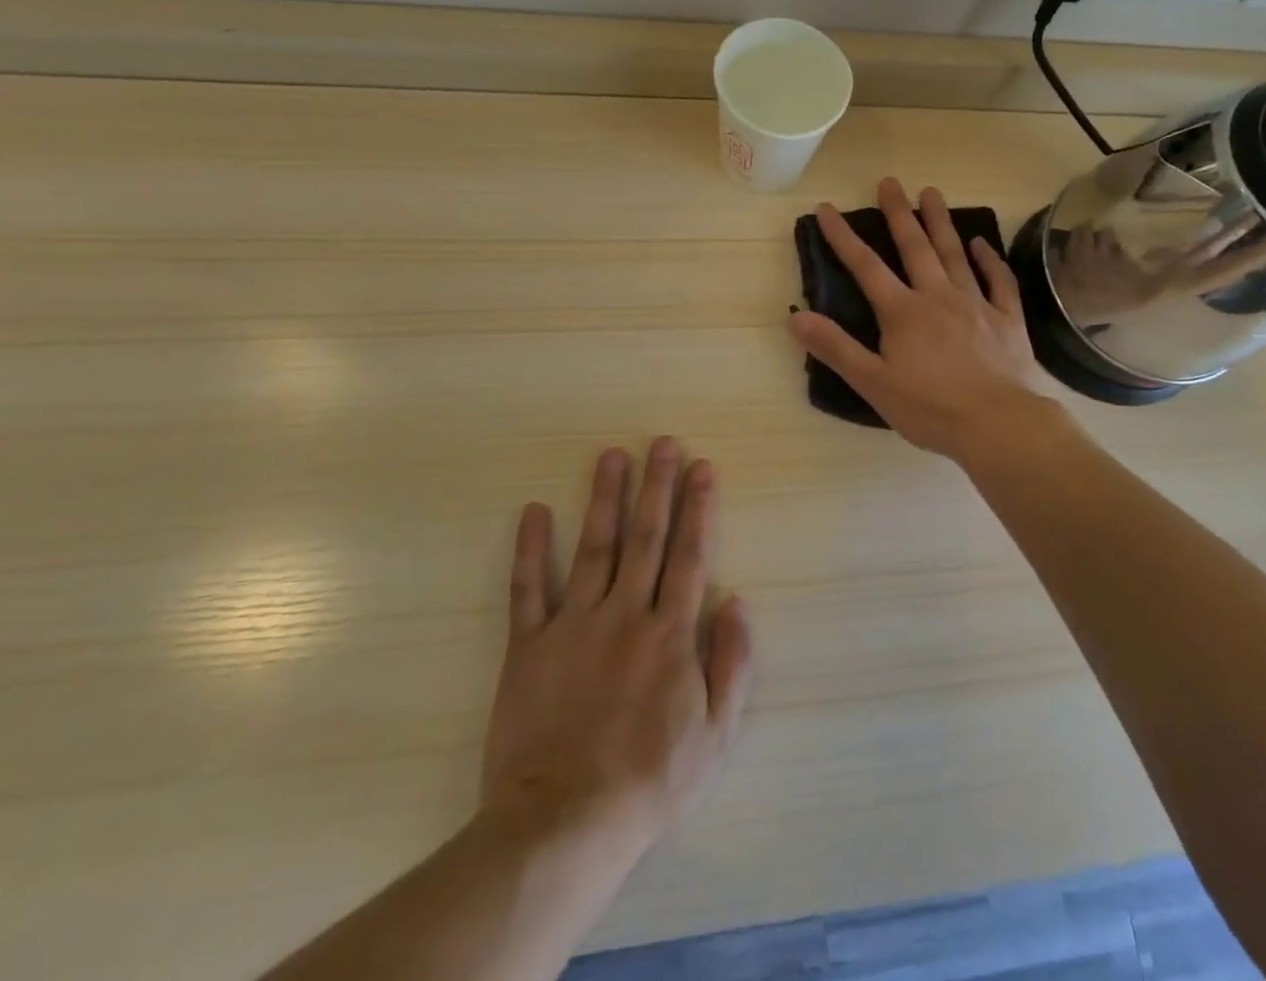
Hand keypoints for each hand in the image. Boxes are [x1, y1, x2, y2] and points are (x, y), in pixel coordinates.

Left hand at [477, 437, 754, 862]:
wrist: (565, 823)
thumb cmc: (650, 781)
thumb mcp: (715, 734)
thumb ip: (732, 663)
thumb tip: (738, 602)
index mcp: (670, 634)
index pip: (690, 555)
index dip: (698, 508)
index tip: (702, 467)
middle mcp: (625, 614)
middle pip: (645, 538)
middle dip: (657, 486)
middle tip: (662, 443)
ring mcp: (574, 625)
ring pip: (594, 548)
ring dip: (604, 499)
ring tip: (611, 456)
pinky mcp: (529, 646)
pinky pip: (527, 589)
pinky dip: (529, 549)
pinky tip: (532, 511)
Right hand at [788, 178, 1053, 461]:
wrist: (999, 425)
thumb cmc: (930, 408)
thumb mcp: (873, 383)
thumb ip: (835, 348)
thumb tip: (795, 316)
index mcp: (903, 312)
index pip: (866, 267)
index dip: (843, 237)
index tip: (827, 209)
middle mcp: (938, 297)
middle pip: (915, 247)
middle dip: (899, 213)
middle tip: (890, 182)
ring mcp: (976, 304)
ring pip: (955, 254)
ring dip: (940, 222)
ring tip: (931, 192)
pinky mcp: (1007, 319)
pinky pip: (998, 281)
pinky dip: (989, 259)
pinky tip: (981, 243)